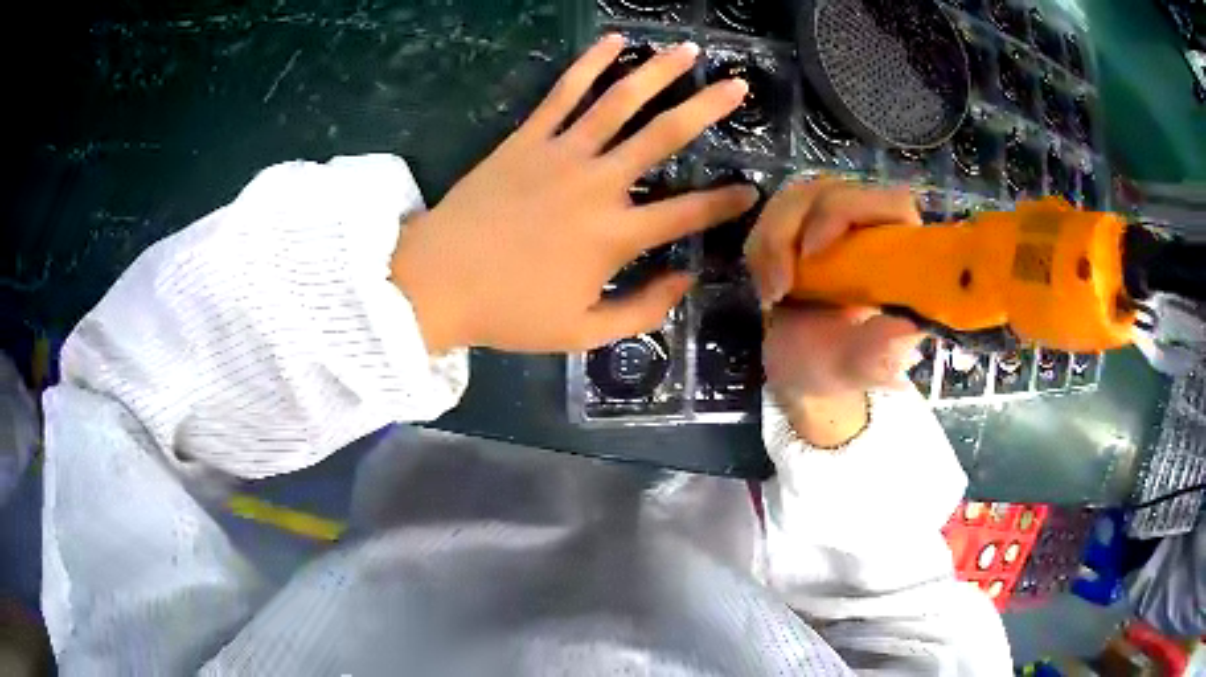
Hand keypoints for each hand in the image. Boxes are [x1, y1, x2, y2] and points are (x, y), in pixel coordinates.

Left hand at [391, 34, 758, 353]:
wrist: (436, 284)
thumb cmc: (510, 312)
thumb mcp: (583, 333)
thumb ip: (643, 311)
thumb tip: (684, 279)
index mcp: (615, 236)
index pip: (688, 213)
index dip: (726, 202)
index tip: (751, 191)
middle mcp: (598, 184)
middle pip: (665, 135)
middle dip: (708, 107)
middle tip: (739, 85)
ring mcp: (560, 154)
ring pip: (620, 101)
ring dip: (658, 71)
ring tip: (687, 50)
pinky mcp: (526, 138)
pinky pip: (562, 92)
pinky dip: (589, 63)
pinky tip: (611, 41)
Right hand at [745, 179, 924, 445]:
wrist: (803, 369)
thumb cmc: (840, 367)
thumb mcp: (860, 367)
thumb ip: (881, 352)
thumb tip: (907, 330)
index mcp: (904, 255)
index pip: (889, 203)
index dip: (848, 211)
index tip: (812, 251)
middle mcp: (874, 227)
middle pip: (831, 192)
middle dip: (792, 231)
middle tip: (779, 286)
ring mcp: (836, 220)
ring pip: (796, 198)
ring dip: (772, 243)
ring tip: (771, 294)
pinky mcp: (804, 223)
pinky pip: (773, 214)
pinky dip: (760, 249)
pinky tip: (767, 288)